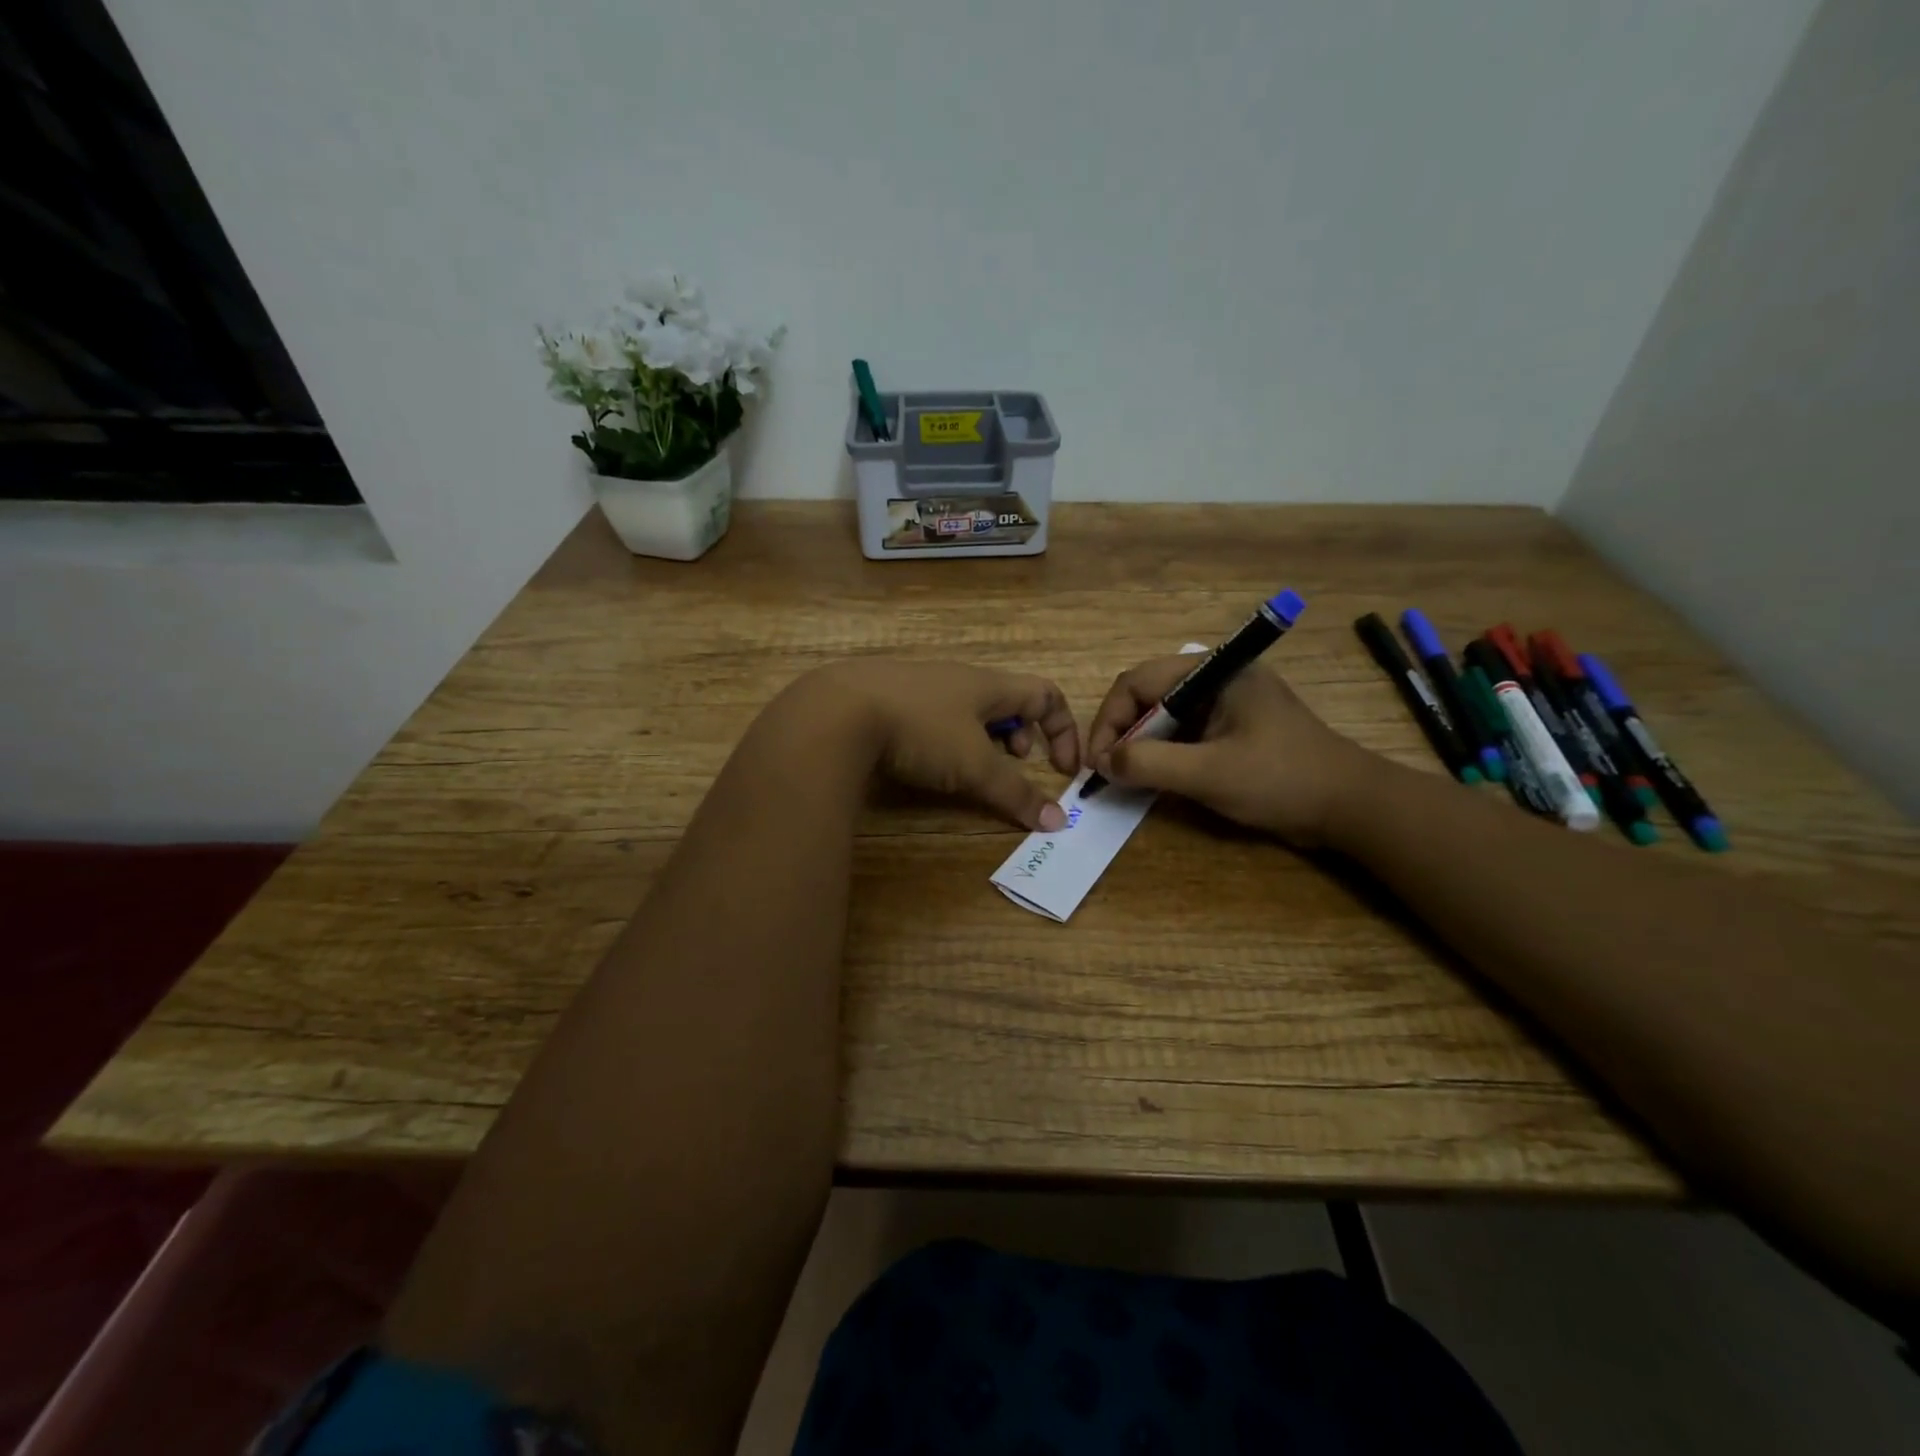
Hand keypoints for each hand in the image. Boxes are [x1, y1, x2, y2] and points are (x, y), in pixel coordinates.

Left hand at [809, 658, 1080, 831]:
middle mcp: (957, 677)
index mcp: (987, 684)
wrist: (837, 711)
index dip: (1063, 729)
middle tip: (1014, 762)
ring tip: (971, 766)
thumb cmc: (921, 731)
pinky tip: (923, 760)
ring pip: (966, 707)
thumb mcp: (974, 766)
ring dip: (982, 738)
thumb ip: (1015, 793)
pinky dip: (944, 737)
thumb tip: (1056, 822)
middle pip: (1005, 698)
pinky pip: (932, 714)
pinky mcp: (885, 698)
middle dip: (1020, 733)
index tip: (1062, 769)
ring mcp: (918, 684)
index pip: (1045, 693)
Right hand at [1086, 657, 1376, 845]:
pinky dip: (1164, 754)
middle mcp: (1218, 678)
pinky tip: (1155, 779)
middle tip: (1108, 771)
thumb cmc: (1282, 781)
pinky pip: (1184, 733)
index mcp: (1215, 671)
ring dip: (1141, 745)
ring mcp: (1228, 703)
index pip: (1138, 682)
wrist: (1353, 807)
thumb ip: (1149, 764)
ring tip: (1126, 778)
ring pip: (1164, 716)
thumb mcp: (1209, 773)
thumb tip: (1102, 763)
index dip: (1109, 720)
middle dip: (1122, 732)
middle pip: (1148, 695)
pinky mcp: (1235, 728)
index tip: (1097, 762)